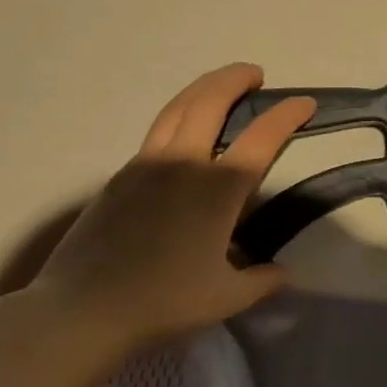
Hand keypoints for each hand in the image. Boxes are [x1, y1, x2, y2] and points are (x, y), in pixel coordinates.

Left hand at [31, 64, 313, 350]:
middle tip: (255, 73)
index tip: (305, 103)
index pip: (262, 137)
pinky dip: (178, 114)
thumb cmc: (162, 303)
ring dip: (204, 86)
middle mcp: (184, 163)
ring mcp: (147, 165)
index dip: (288, 114)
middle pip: (211, 101)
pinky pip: (156, 131)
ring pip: (178, 106)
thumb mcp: (224, 298)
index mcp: (218, 189)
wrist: (82, 312)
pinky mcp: (120, 176)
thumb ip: (260, 281)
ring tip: (220, 84)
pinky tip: (183, 130)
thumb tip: (282, 273)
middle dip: (236, 78)